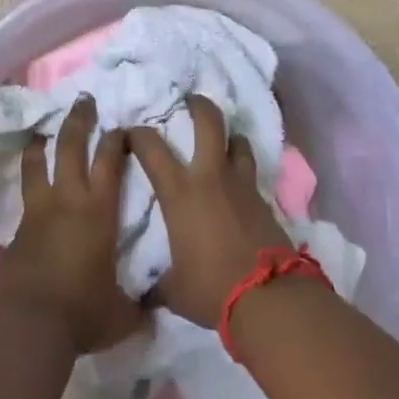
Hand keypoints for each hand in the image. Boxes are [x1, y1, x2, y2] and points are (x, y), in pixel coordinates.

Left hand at [0, 96, 147, 353]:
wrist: (30, 325)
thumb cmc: (83, 313)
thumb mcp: (122, 314)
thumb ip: (138, 307)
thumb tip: (154, 311)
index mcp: (99, 211)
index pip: (110, 161)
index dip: (117, 139)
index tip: (122, 125)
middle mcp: (68, 200)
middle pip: (71, 147)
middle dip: (79, 120)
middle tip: (84, 100)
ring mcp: (38, 211)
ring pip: (38, 164)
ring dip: (42, 142)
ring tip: (42, 130)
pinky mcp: (18, 229)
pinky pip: (25, 194)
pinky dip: (29, 181)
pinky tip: (31, 184)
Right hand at [127, 96, 291, 327]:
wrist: (268, 297)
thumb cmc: (211, 288)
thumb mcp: (173, 289)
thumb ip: (157, 283)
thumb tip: (144, 295)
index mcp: (180, 192)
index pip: (151, 148)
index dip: (138, 135)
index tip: (130, 134)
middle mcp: (210, 177)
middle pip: (208, 122)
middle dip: (198, 105)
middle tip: (189, 101)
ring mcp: (242, 186)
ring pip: (238, 142)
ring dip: (229, 137)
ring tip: (221, 141)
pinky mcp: (265, 201)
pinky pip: (251, 174)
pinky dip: (242, 171)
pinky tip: (238, 184)